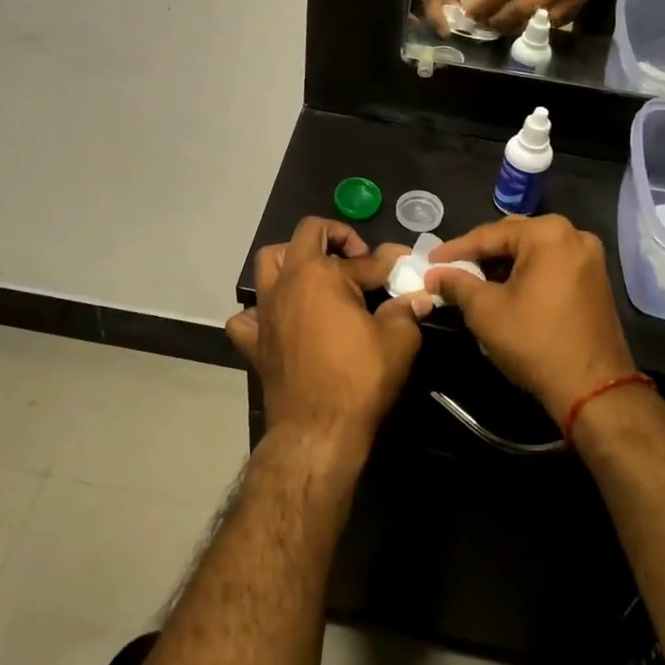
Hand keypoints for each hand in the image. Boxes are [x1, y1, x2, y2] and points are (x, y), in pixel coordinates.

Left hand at [226, 217, 425, 448]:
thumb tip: (418, 295)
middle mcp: (288, 281)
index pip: (364, 258)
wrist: (317, 431)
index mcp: (322, 273)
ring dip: (293, 260)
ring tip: (317, 277)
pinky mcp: (253, 340)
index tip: (404, 266)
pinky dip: (260, 312)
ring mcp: (265, 310)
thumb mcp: (398, 340)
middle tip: (357, 261)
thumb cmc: (359, 379)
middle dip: (335, 238)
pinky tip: (280, 321)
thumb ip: (406, 309)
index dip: (389, 261)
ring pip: (269, 262)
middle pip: (306, 234)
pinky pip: (246, 315)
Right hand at [423, 215, 636, 423]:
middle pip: (513, 237)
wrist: (594, 389)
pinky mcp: (595, 280)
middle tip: (451, 269)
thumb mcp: (485, 310)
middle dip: (481, 254)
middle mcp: (573, 235)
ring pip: (533, 251)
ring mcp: (589, 257)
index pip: (489, 234)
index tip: (429, 261)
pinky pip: (551, 265)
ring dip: (503, 264)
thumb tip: (434, 274)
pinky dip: (526, 273)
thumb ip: (456, 284)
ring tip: (474, 281)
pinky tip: (505, 289)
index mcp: (548, 233)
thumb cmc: (535, 341)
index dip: (455, 249)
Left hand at [468, 0, 604, 32]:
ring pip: (535, 22)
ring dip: (512, 28)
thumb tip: (482, 4)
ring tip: (497, 28)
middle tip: (482, 25)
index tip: (470, 15)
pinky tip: (517, 27)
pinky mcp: (577, 8)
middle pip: (522, 8)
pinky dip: (530, 29)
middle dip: (497, 20)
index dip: (486, 3)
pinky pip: (549, 26)